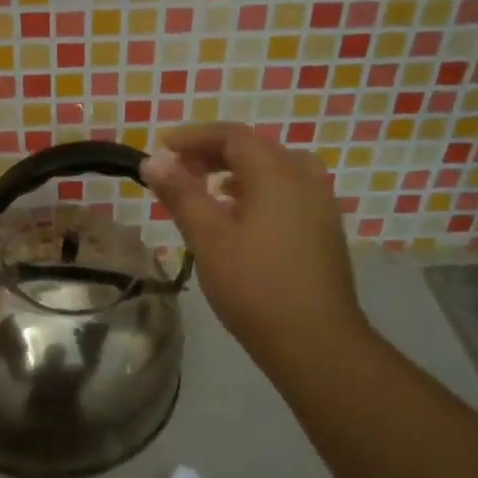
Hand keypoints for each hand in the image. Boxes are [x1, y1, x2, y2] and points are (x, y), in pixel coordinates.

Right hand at [140, 124, 370, 379]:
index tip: (163, 147)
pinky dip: (258, 190)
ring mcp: (321, 203)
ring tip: (207, 190)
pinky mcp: (325, 227)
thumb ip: (180, 193)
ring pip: (274, 169)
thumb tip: (153, 161)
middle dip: (213, 153)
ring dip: (237, 171)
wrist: (315, 341)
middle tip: (179, 170)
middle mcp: (304, 177)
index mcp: (276, 172)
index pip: (231, 136)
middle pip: (255, 149)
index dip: (194, 137)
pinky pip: (288, 190)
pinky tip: (241, 216)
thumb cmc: (254, 285)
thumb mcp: (207, 237)